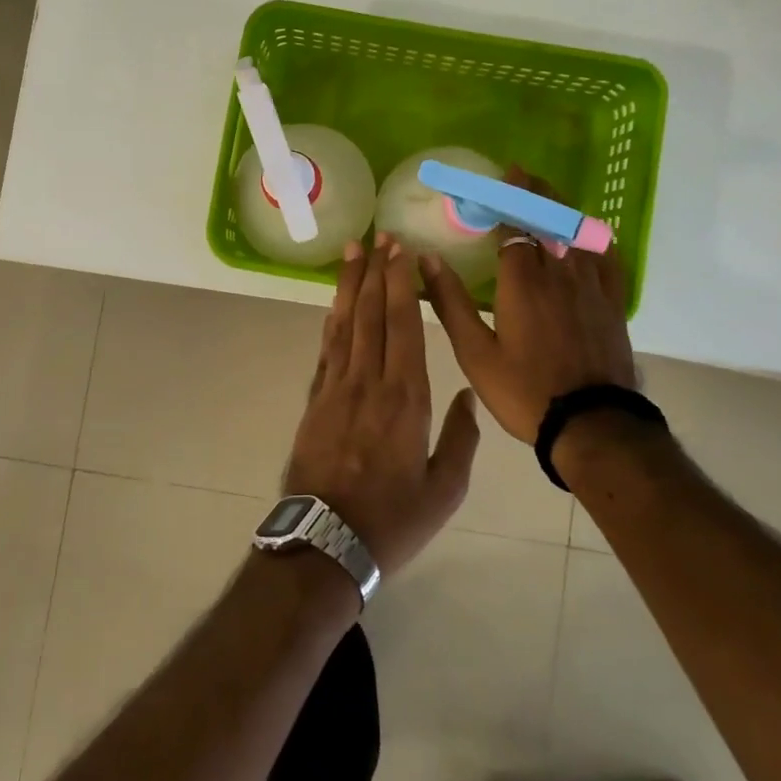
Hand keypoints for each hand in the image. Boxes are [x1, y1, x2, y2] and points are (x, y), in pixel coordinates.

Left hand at [285, 234, 480, 576]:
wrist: (325, 543)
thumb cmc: (392, 520)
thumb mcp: (444, 489)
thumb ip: (461, 438)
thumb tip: (467, 395)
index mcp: (405, 398)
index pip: (403, 325)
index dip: (401, 284)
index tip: (401, 252)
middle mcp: (368, 382)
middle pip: (372, 314)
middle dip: (376, 272)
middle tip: (379, 237)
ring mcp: (335, 388)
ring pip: (344, 324)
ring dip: (350, 286)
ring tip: (352, 252)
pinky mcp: (314, 400)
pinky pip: (326, 349)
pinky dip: (332, 320)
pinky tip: (336, 304)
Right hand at [420, 167, 641, 442]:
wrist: (592, 425)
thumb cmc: (525, 391)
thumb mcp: (475, 353)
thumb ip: (451, 303)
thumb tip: (426, 260)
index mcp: (523, 282)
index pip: (514, 225)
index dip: (503, 200)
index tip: (493, 181)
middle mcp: (559, 273)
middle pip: (548, 219)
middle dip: (532, 192)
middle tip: (519, 173)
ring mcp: (591, 286)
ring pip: (576, 233)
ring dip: (559, 208)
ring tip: (545, 195)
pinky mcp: (612, 304)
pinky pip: (607, 259)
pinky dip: (595, 238)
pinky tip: (590, 233)